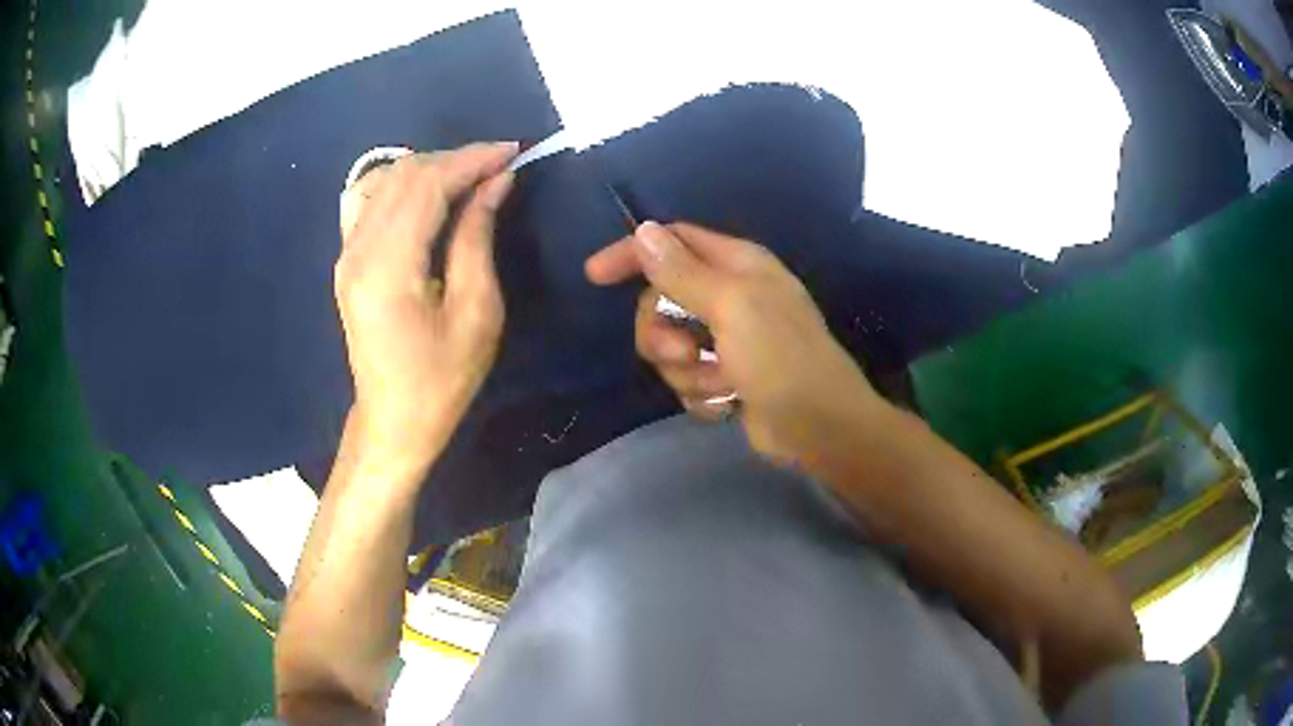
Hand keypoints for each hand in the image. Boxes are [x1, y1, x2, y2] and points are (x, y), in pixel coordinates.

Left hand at [334, 142, 517, 472]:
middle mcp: (357, 251)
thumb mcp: (476, 312)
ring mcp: (346, 254)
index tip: (513, 151)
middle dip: (455, 159)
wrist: (393, 420)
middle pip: (404, 175)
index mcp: (388, 268)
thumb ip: (477, 238)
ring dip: (430, 168)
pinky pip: (369, 200)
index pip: (427, 186)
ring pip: (385, 181)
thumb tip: (495, 184)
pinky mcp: (347, 260)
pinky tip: (427, 192)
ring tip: (469, 175)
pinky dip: (402, 184)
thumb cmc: (442, 379)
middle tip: (499, 163)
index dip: (472, 161)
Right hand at [586, 221, 882, 465]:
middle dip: (662, 334)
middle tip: (684, 353)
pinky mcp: (724, 377)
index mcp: (736, 264)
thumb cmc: (781, 358)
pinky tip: (727, 403)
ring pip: (669, 346)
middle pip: (660, 301)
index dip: (633, 253)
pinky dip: (701, 394)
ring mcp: (725, 339)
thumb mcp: (731, 306)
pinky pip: (685, 379)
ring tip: (720, 383)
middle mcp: (728, 295)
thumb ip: (682, 271)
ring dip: (687, 372)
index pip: (673, 241)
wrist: (817, 427)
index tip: (595, 275)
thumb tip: (643, 231)